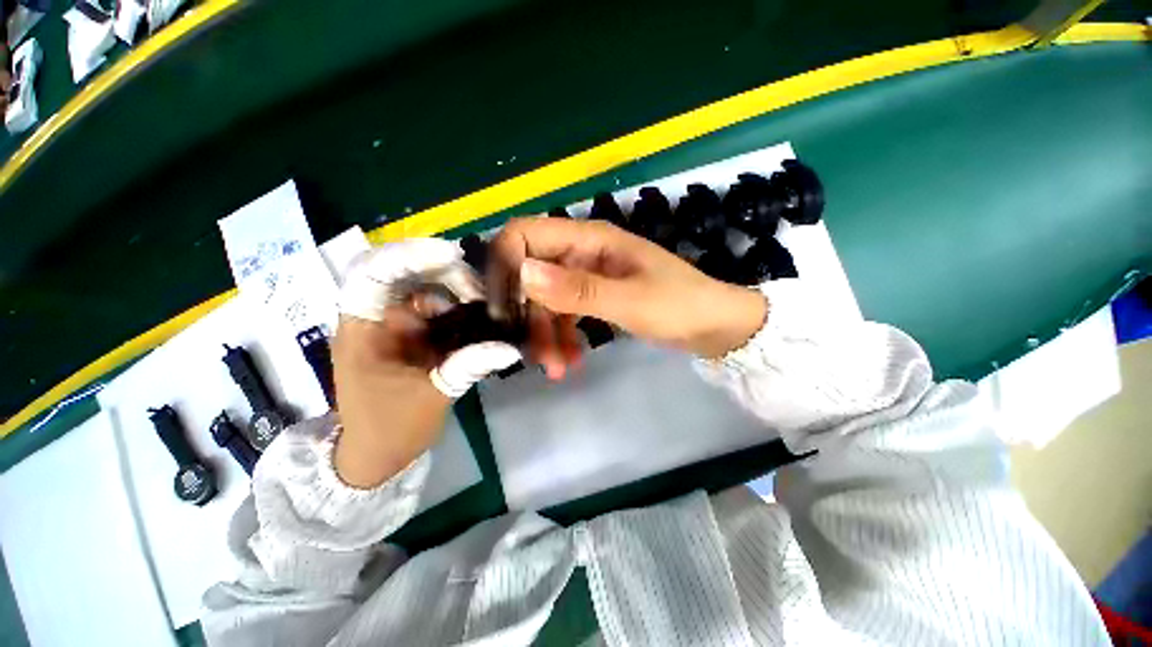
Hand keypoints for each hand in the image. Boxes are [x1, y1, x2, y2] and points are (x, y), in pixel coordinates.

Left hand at [333, 239, 520, 487]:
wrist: (378, 453)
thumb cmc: (391, 428)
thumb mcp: (434, 395)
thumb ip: (471, 366)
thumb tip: (512, 348)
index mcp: (362, 328)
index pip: (373, 273)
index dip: (410, 256)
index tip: (455, 256)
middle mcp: (374, 316)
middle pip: (402, 271)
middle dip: (443, 270)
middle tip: (480, 288)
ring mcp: (394, 321)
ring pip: (422, 285)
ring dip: (454, 285)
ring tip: (485, 301)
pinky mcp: (412, 330)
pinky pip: (436, 304)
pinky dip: (458, 303)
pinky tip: (480, 312)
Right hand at [487, 217, 766, 377]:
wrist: (713, 326)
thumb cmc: (679, 306)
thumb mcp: (630, 301)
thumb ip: (577, 289)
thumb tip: (523, 273)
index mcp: (589, 239)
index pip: (523, 235)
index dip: (504, 266)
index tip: (502, 310)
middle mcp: (581, 252)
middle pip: (530, 274)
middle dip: (526, 315)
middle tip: (532, 353)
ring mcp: (587, 275)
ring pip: (546, 300)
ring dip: (544, 334)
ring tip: (555, 368)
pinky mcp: (593, 296)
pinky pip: (563, 313)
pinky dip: (561, 336)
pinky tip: (569, 361)